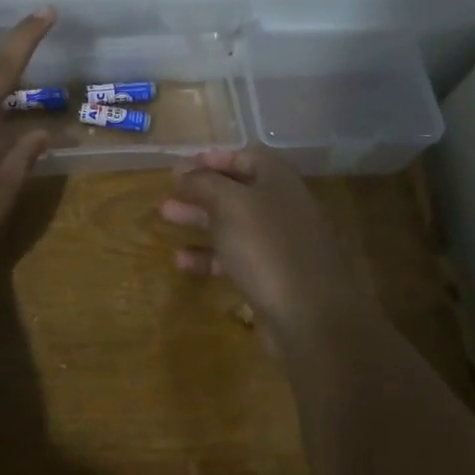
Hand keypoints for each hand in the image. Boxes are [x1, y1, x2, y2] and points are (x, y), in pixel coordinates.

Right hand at [159, 148, 368, 354]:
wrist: (309, 317)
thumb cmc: (266, 246)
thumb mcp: (229, 203)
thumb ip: (203, 182)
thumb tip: (182, 169)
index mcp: (278, 180)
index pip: (244, 157)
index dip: (213, 159)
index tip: (181, 167)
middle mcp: (281, 206)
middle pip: (235, 191)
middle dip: (200, 190)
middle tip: (168, 192)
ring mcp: (278, 243)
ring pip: (232, 224)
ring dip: (199, 219)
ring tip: (166, 217)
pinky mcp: (271, 276)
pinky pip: (235, 258)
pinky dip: (209, 256)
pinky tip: (181, 261)